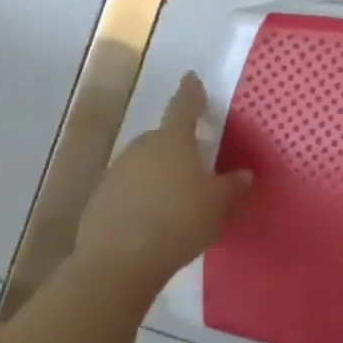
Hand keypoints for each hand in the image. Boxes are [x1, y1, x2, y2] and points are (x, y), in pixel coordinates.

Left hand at [74, 73, 252, 296]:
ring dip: (157, 175)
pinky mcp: (98, 201)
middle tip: (194, 164)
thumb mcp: (218, 204)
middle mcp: (142, 148)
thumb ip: (232, 186)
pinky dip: (139, 198)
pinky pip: (127, 191)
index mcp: (173, 140)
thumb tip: (244, 174)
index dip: (191, 92)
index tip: (191, 78)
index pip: (184, 106)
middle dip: (177, 147)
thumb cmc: (178, 221)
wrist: (117, 264)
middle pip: (163, 139)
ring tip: (175, 199)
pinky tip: (151, 221)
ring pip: (143, 165)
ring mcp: (115, 173)